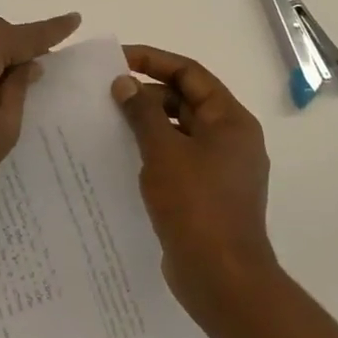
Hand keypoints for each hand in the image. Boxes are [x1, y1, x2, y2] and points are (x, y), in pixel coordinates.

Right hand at [112, 45, 278, 320]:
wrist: (221, 277)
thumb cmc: (195, 205)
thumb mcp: (163, 151)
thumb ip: (142, 112)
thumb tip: (124, 82)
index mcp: (231, 120)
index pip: (191, 73)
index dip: (154, 60)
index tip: (117, 60)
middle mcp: (231, 139)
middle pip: (187, 100)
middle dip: (148, 94)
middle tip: (107, 96)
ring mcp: (221, 169)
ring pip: (181, 131)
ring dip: (148, 124)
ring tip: (109, 124)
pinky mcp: (208, 194)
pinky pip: (178, 159)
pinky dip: (154, 152)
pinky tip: (123, 158)